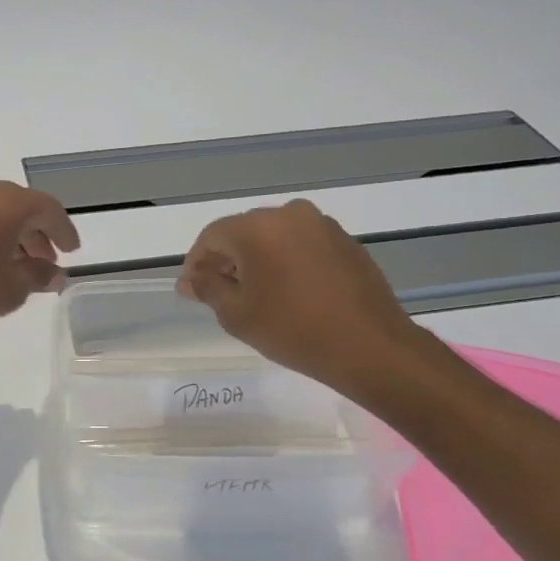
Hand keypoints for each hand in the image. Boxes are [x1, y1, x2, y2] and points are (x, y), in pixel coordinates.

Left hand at [0, 172, 80, 346]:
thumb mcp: (10, 290)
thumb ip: (39, 276)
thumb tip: (55, 274)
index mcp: (6, 202)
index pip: (47, 209)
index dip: (63, 231)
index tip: (71, 250)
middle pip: (17, 205)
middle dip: (34, 232)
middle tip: (44, 260)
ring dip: (6, 230)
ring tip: (12, 262)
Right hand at [178, 199, 428, 399]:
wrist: (369, 346)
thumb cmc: (292, 329)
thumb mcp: (236, 314)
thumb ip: (208, 289)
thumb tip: (190, 279)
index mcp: (257, 227)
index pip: (211, 236)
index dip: (196, 263)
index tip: (193, 291)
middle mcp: (289, 215)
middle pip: (243, 232)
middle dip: (227, 260)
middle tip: (220, 294)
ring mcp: (322, 225)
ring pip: (274, 237)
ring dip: (258, 260)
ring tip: (256, 295)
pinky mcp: (345, 241)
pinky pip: (301, 245)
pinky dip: (287, 262)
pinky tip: (289, 293)